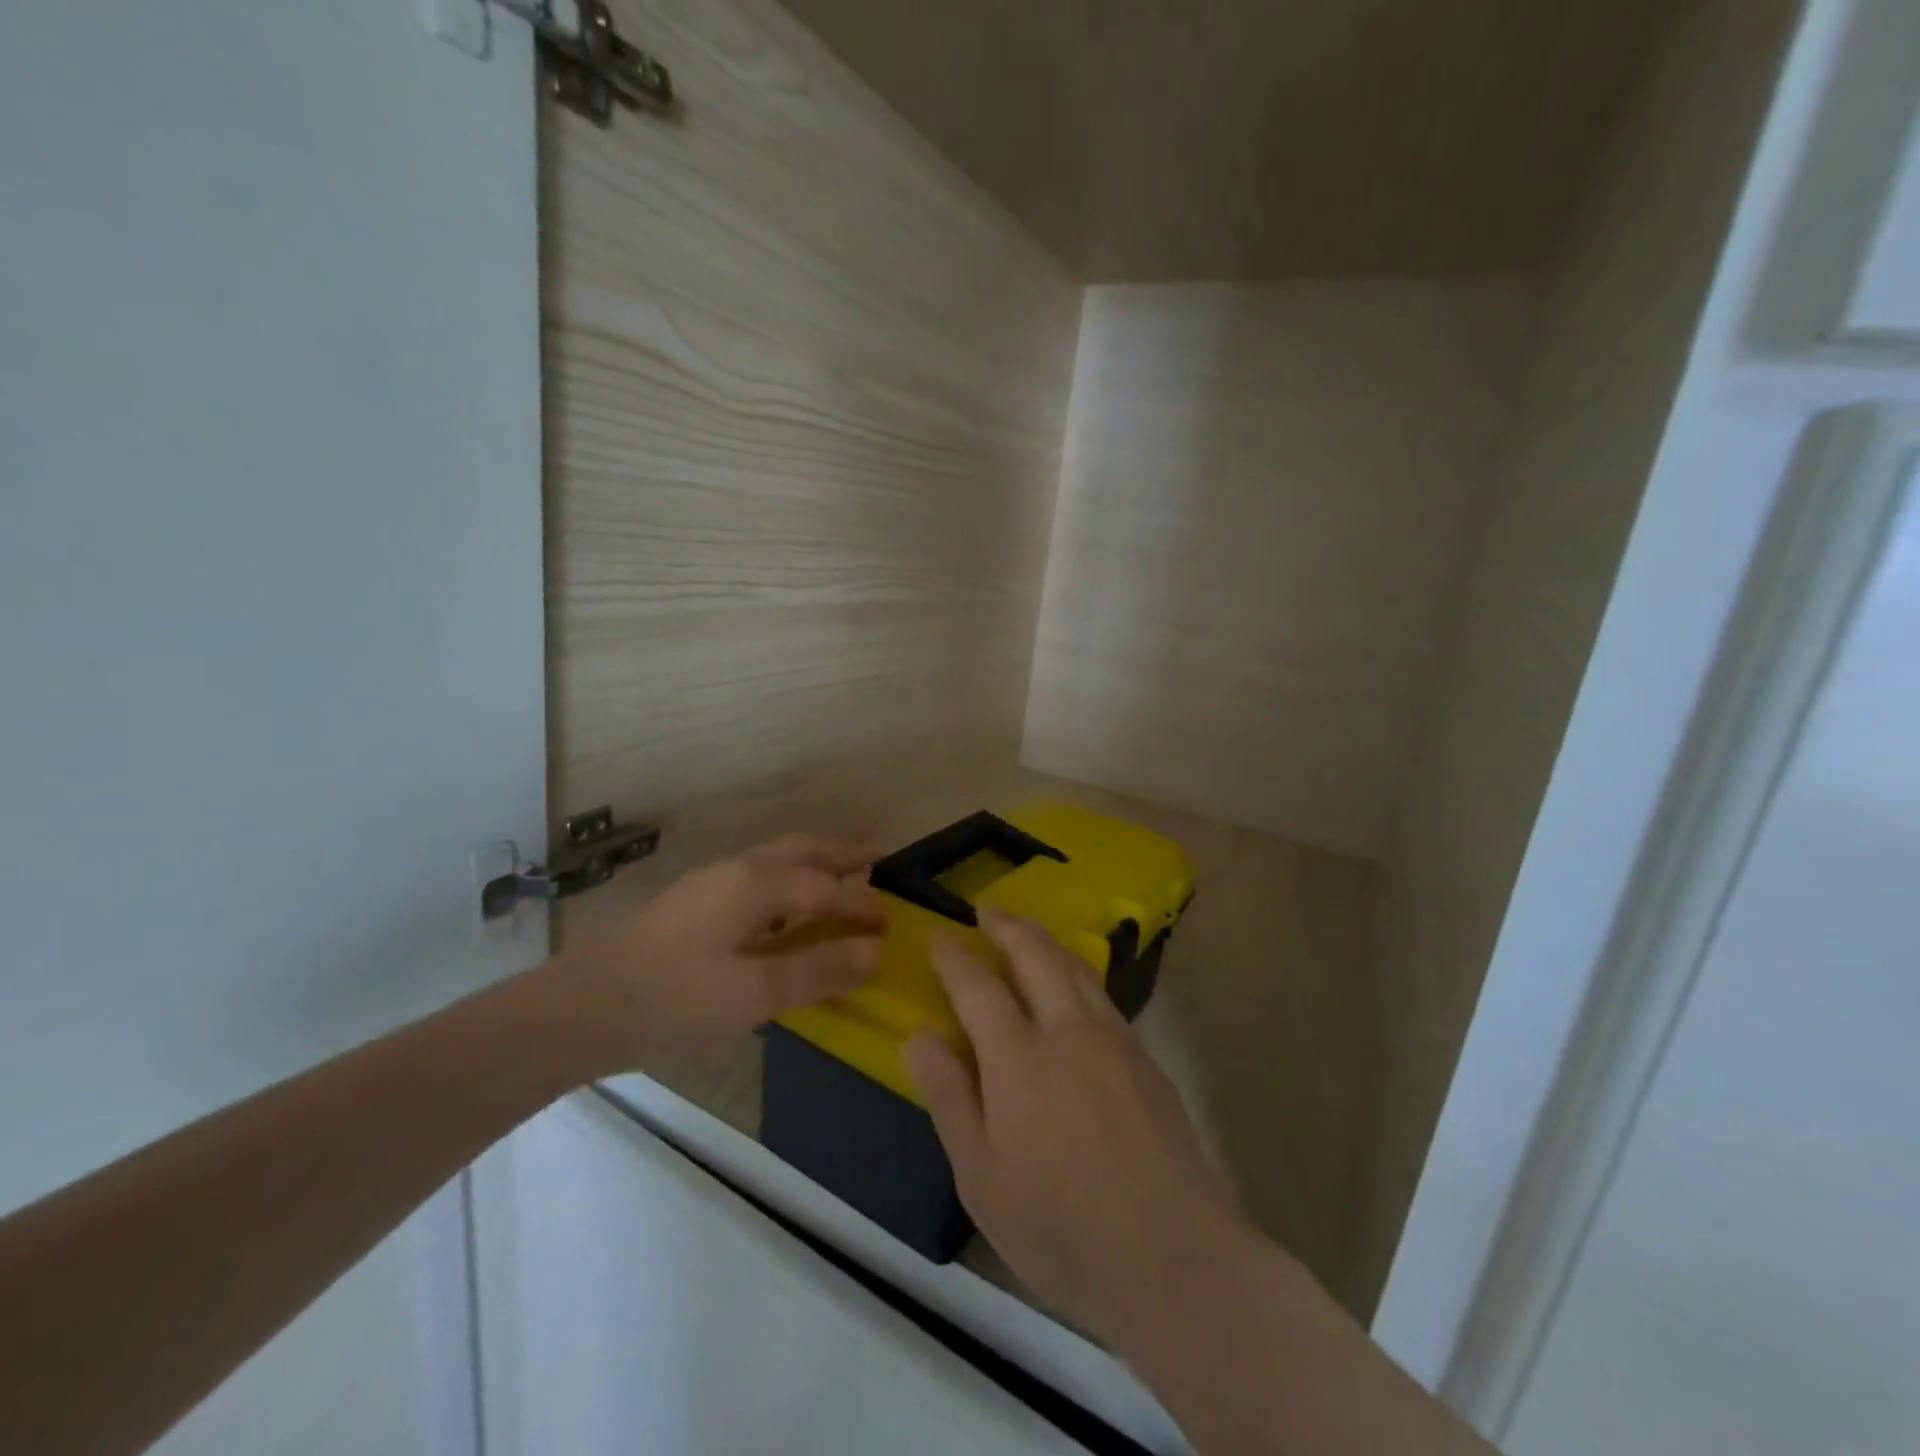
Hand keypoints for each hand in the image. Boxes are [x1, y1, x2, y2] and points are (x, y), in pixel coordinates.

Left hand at [548, 834, 883, 1076]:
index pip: (827, 887)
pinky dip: (788, 878)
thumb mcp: (754, 994)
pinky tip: (782, 909)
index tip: (894, 921)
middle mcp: (737, 869)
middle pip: (803, 850)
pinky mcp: (691, 901)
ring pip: (776, 858)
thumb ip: (819, 970)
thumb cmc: (673, 1000)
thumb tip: (876, 952)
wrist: (578, 1009)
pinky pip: (757, 875)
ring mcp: (709, 882)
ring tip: (840, 875)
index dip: (863, 905)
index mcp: (757, 884)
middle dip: (843, 853)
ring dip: (814, 861)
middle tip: (877, 859)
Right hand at [904, 911, 1249, 1346]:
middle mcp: (1068, 1030)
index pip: (978, 985)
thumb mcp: (981, 1177)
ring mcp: (1114, 1039)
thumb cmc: (1061, 1227)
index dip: (954, 956)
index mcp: (1019, 1058)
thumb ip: (949, 1098)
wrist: (1175, 1257)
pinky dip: (1077, 972)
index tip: (937, 936)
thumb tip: (917, 1037)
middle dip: (1007, 925)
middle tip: (987, 911)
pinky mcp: (1146, 1058)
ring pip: (1076, 966)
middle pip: (1036, 953)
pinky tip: (1073, 987)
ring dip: (1045, 941)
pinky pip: (1102, 994)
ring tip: (1026, 933)